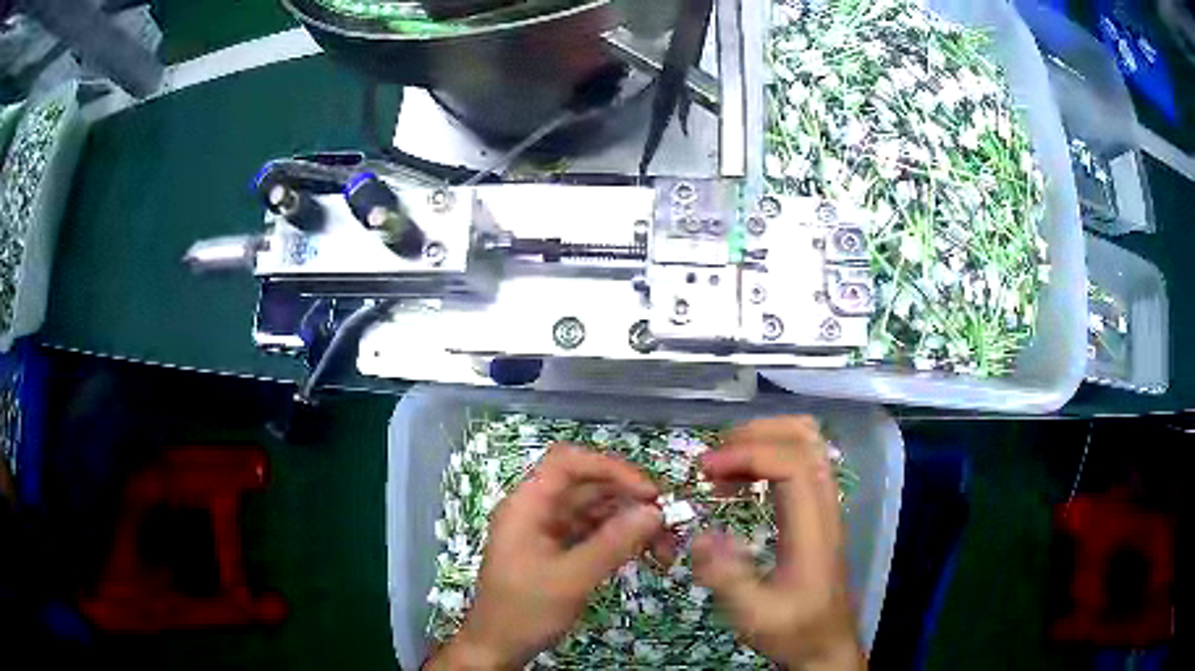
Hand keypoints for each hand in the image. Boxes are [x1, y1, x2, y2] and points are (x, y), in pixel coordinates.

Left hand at [427, 444, 663, 669]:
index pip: (567, 463)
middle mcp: (537, 510)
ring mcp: (548, 530)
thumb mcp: (571, 579)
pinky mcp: (559, 549)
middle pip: (587, 486)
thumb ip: (613, 543)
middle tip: (668, 521)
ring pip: (596, 510)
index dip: (610, 468)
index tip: (648, 492)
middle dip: (629, 499)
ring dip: (630, 521)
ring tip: (664, 544)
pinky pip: (594, 532)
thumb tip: (655, 512)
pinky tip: (645, 552)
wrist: (499, 647)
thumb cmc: (525, 610)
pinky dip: (620, 538)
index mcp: (527, 505)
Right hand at [691, 417, 863, 670]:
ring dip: (762, 440)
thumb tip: (699, 536)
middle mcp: (824, 505)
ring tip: (723, 467)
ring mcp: (824, 505)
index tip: (706, 470)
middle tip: (713, 461)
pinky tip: (739, 483)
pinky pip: (798, 463)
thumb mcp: (754, 614)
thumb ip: (727, 577)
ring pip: (805, 444)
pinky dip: (767, 457)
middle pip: (804, 438)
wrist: (827, 644)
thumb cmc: (794, 630)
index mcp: (813, 526)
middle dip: (754, 434)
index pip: (793, 462)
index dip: (748, 454)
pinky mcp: (816, 512)